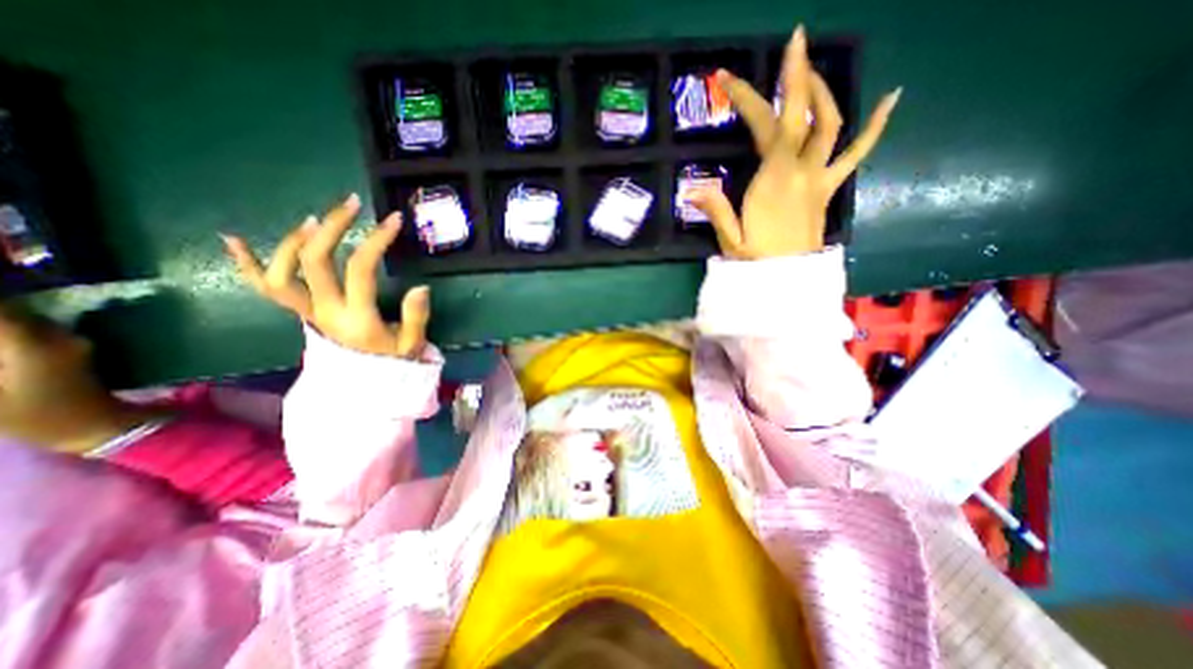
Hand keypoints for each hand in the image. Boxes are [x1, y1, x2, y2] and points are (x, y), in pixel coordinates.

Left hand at [220, 193, 431, 360]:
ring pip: (281, 272)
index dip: (376, 240)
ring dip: (294, 240)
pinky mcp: (302, 313)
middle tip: (351, 204)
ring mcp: (308, 312)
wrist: (366, 386)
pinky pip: (265, 289)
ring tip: (316, 220)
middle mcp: (325, 311)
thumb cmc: (393, 363)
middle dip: (332, 227)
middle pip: (314, 261)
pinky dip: (245, 264)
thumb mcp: (412, 344)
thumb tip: (420, 287)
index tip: (393, 220)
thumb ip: (416, 317)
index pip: (360, 269)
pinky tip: (232, 239)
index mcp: (356, 318)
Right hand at [696, 24, 898, 258]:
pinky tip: (890, 98)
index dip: (748, 98)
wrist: (788, 283)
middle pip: (803, 114)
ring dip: (823, 91)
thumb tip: (692, 190)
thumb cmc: (757, 262)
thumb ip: (715, 210)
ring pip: (832, 123)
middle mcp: (802, 170)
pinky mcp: (830, 188)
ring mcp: (821, 177)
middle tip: (794, 40)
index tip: (727, 78)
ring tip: (811, 71)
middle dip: (795, 75)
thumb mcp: (730, 239)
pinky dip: (875, 126)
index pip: (765, 127)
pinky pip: (857, 153)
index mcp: (773, 180)